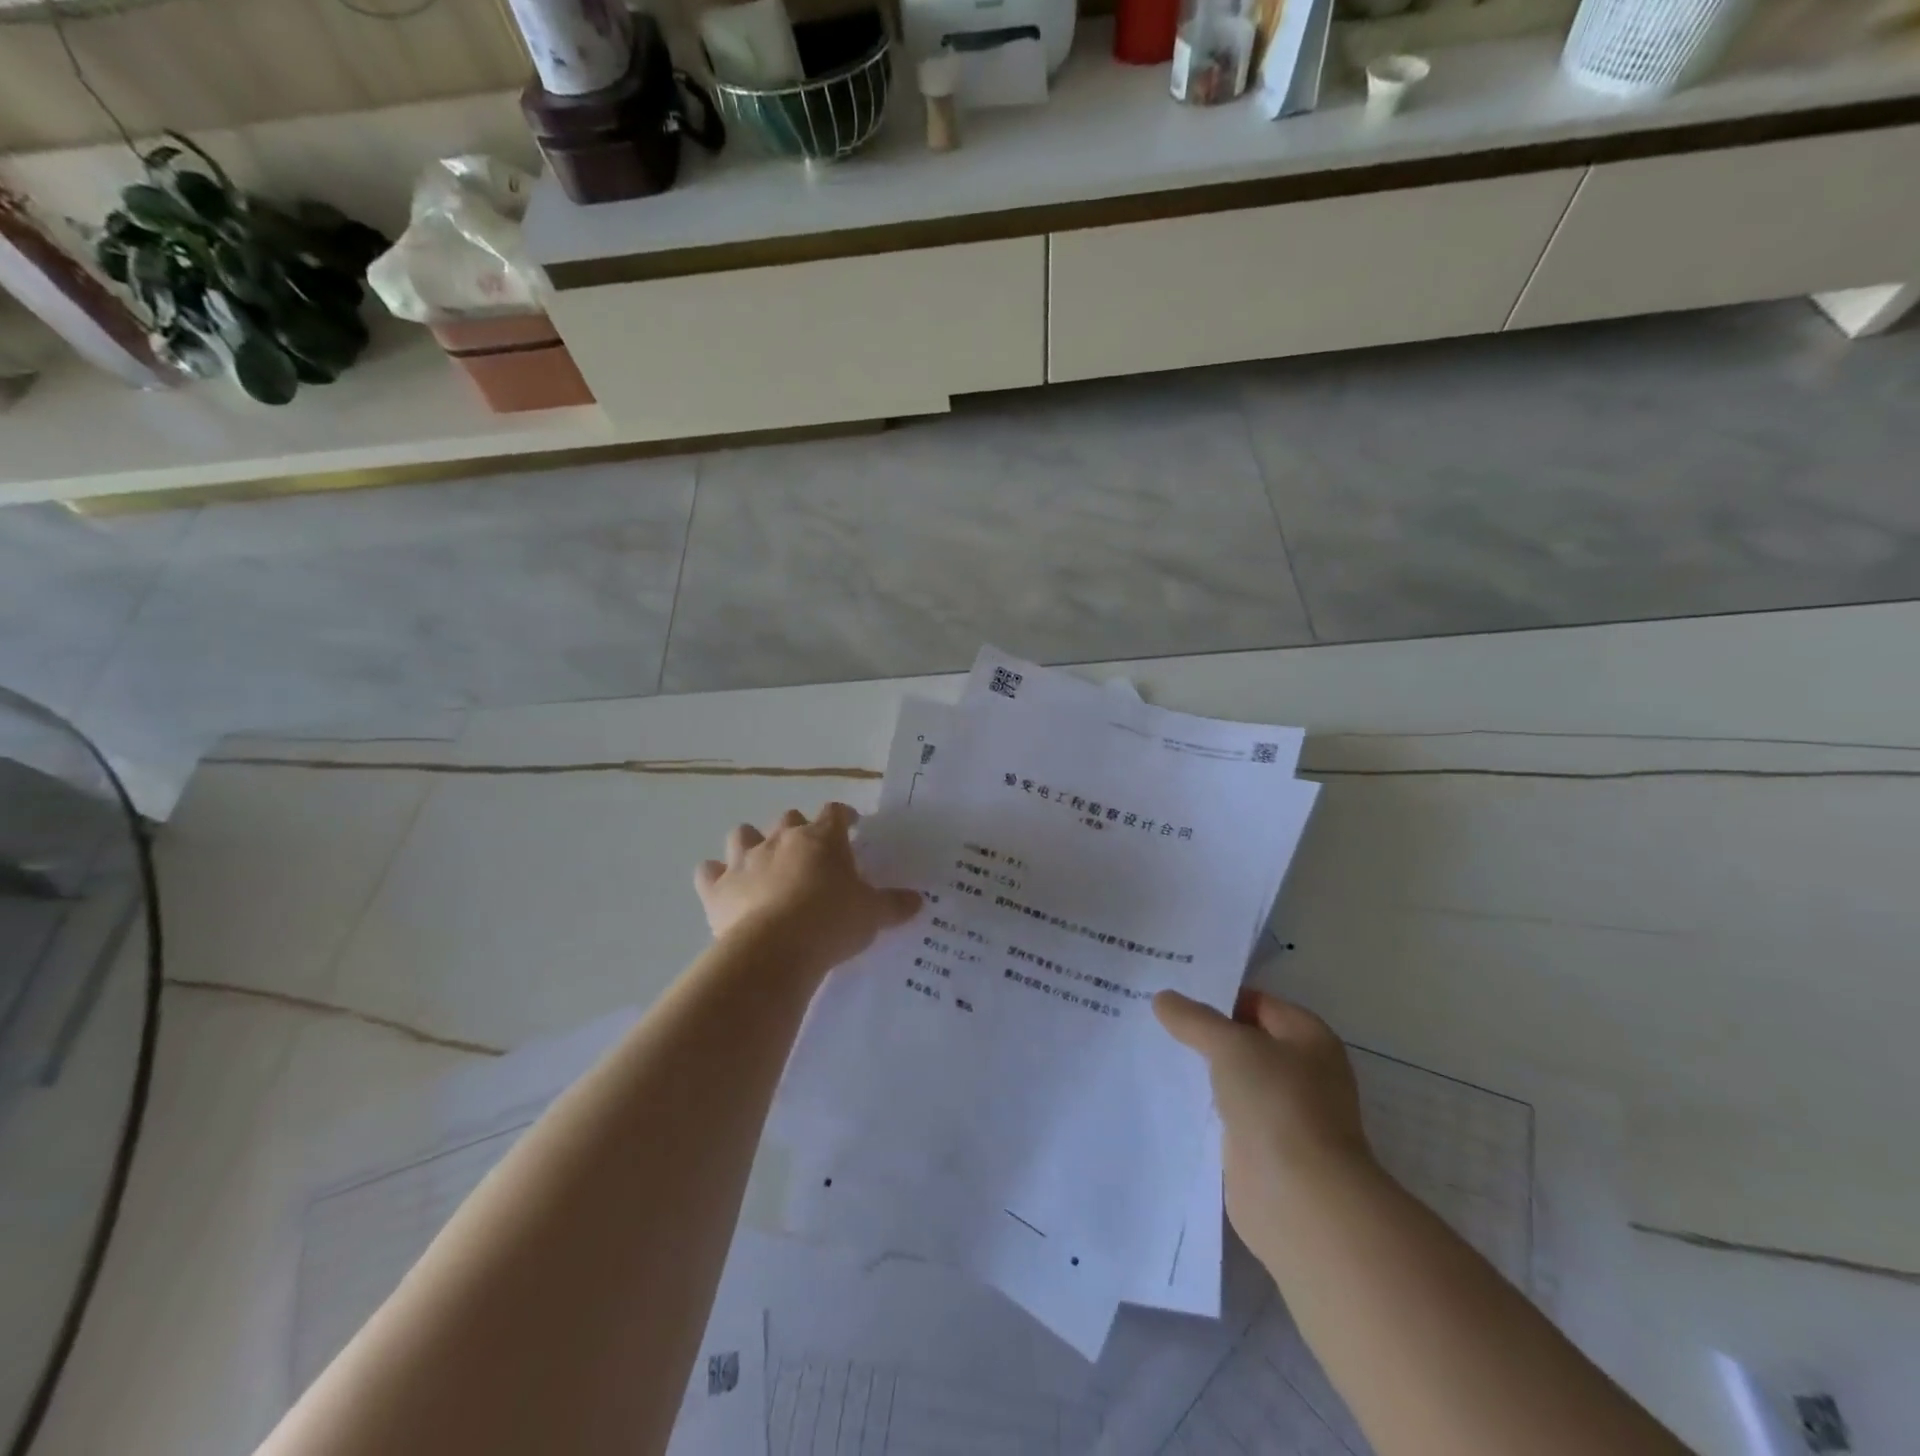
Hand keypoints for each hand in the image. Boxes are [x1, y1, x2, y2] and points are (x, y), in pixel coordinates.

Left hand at [695, 803, 921, 973]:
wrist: (776, 949)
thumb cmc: (832, 922)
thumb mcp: (872, 915)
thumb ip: (894, 905)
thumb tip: (918, 901)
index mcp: (822, 839)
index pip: (835, 813)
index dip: (843, 816)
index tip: (851, 825)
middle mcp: (782, 839)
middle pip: (788, 817)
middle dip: (797, 829)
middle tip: (809, 852)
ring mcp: (745, 860)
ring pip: (742, 834)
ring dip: (751, 842)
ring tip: (761, 862)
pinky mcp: (718, 888)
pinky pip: (708, 873)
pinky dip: (714, 876)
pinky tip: (723, 888)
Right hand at [1155, 988, 1375, 1255]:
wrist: (1299, 1199)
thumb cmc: (1277, 1104)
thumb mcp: (1230, 1045)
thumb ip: (1194, 1019)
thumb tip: (1163, 998)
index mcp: (1309, 1038)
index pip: (1257, 1003)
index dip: (1216, 996)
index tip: (1171, 993)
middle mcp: (1302, 1072)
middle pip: (1245, 1040)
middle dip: (1204, 1033)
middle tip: (1153, 1018)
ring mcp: (1283, 1113)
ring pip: (1233, 1079)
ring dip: (1202, 1071)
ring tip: (1152, 1051)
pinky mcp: (1262, 1149)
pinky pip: (1226, 1114)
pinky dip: (1202, 1106)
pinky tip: (1167, 1096)